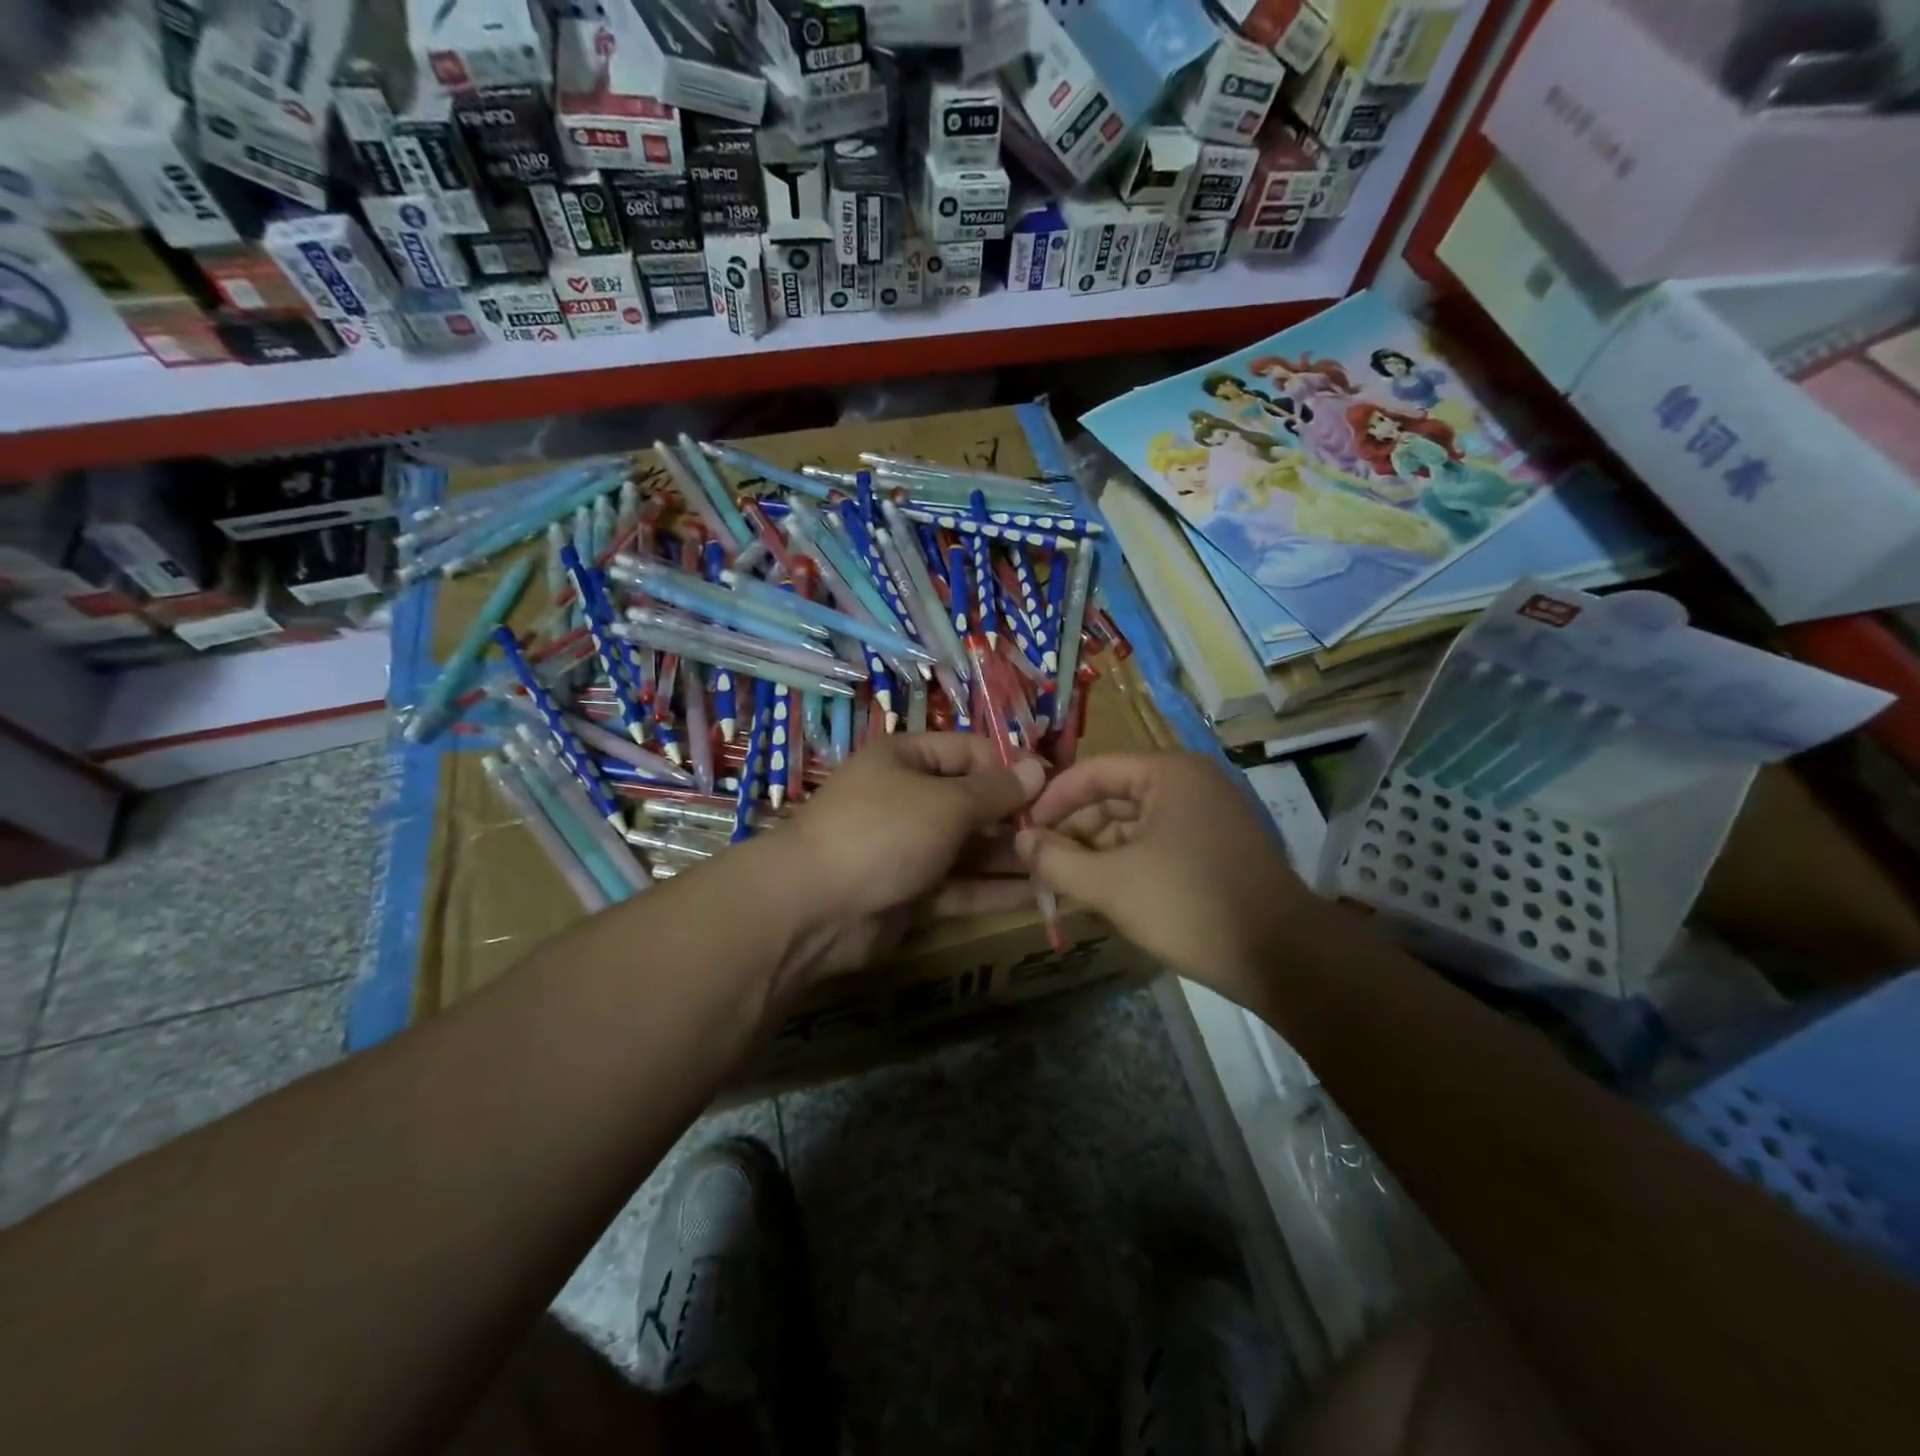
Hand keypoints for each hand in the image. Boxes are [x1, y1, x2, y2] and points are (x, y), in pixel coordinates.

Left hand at [773, 733, 1045, 981]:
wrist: (813, 907)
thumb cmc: (883, 832)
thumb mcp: (946, 803)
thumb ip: (996, 790)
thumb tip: (1037, 766)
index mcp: (906, 759)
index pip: (970, 752)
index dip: (1011, 767)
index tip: (1054, 788)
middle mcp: (907, 798)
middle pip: (972, 802)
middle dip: (1016, 818)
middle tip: (1064, 834)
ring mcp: (907, 848)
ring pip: (969, 848)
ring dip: (1011, 857)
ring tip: (1061, 866)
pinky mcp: (910, 893)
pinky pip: (959, 886)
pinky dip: (993, 890)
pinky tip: (1037, 896)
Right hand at [1015, 751, 1319, 1010]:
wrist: (1283, 957)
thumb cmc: (1190, 905)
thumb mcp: (1111, 884)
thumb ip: (1056, 860)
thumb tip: (1019, 840)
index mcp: (1168, 773)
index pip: (1093, 770)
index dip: (1052, 800)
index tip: (1022, 830)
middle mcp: (1191, 782)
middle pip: (1114, 795)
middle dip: (1075, 829)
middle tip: (1042, 863)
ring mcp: (1210, 814)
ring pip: (1135, 822)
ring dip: (1099, 849)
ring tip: (1067, 881)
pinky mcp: (1218, 846)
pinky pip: (1159, 841)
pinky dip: (1128, 861)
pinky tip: (1106, 890)